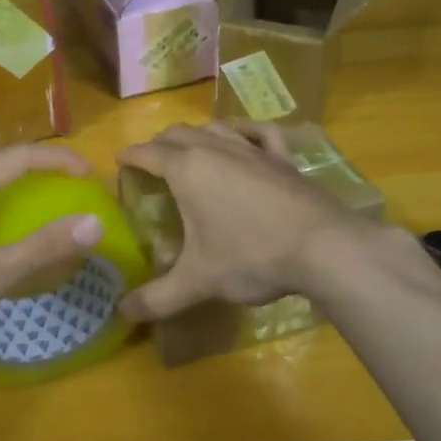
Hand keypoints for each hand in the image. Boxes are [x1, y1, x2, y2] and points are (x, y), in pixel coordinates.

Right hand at [115, 122, 380, 323]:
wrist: (321, 247)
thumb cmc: (251, 257)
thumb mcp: (199, 281)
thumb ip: (158, 298)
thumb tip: (123, 313)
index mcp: (187, 169)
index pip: (148, 153)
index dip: (130, 155)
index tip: (119, 160)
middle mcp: (216, 148)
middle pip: (178, 133)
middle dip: (160, 144)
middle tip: (152, 163)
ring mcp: (252, 148)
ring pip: (215, 127)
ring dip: (197, 134)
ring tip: (190, 150)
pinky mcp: (282, 157)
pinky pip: (260, 132)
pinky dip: (246, 130)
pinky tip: (244, 137)